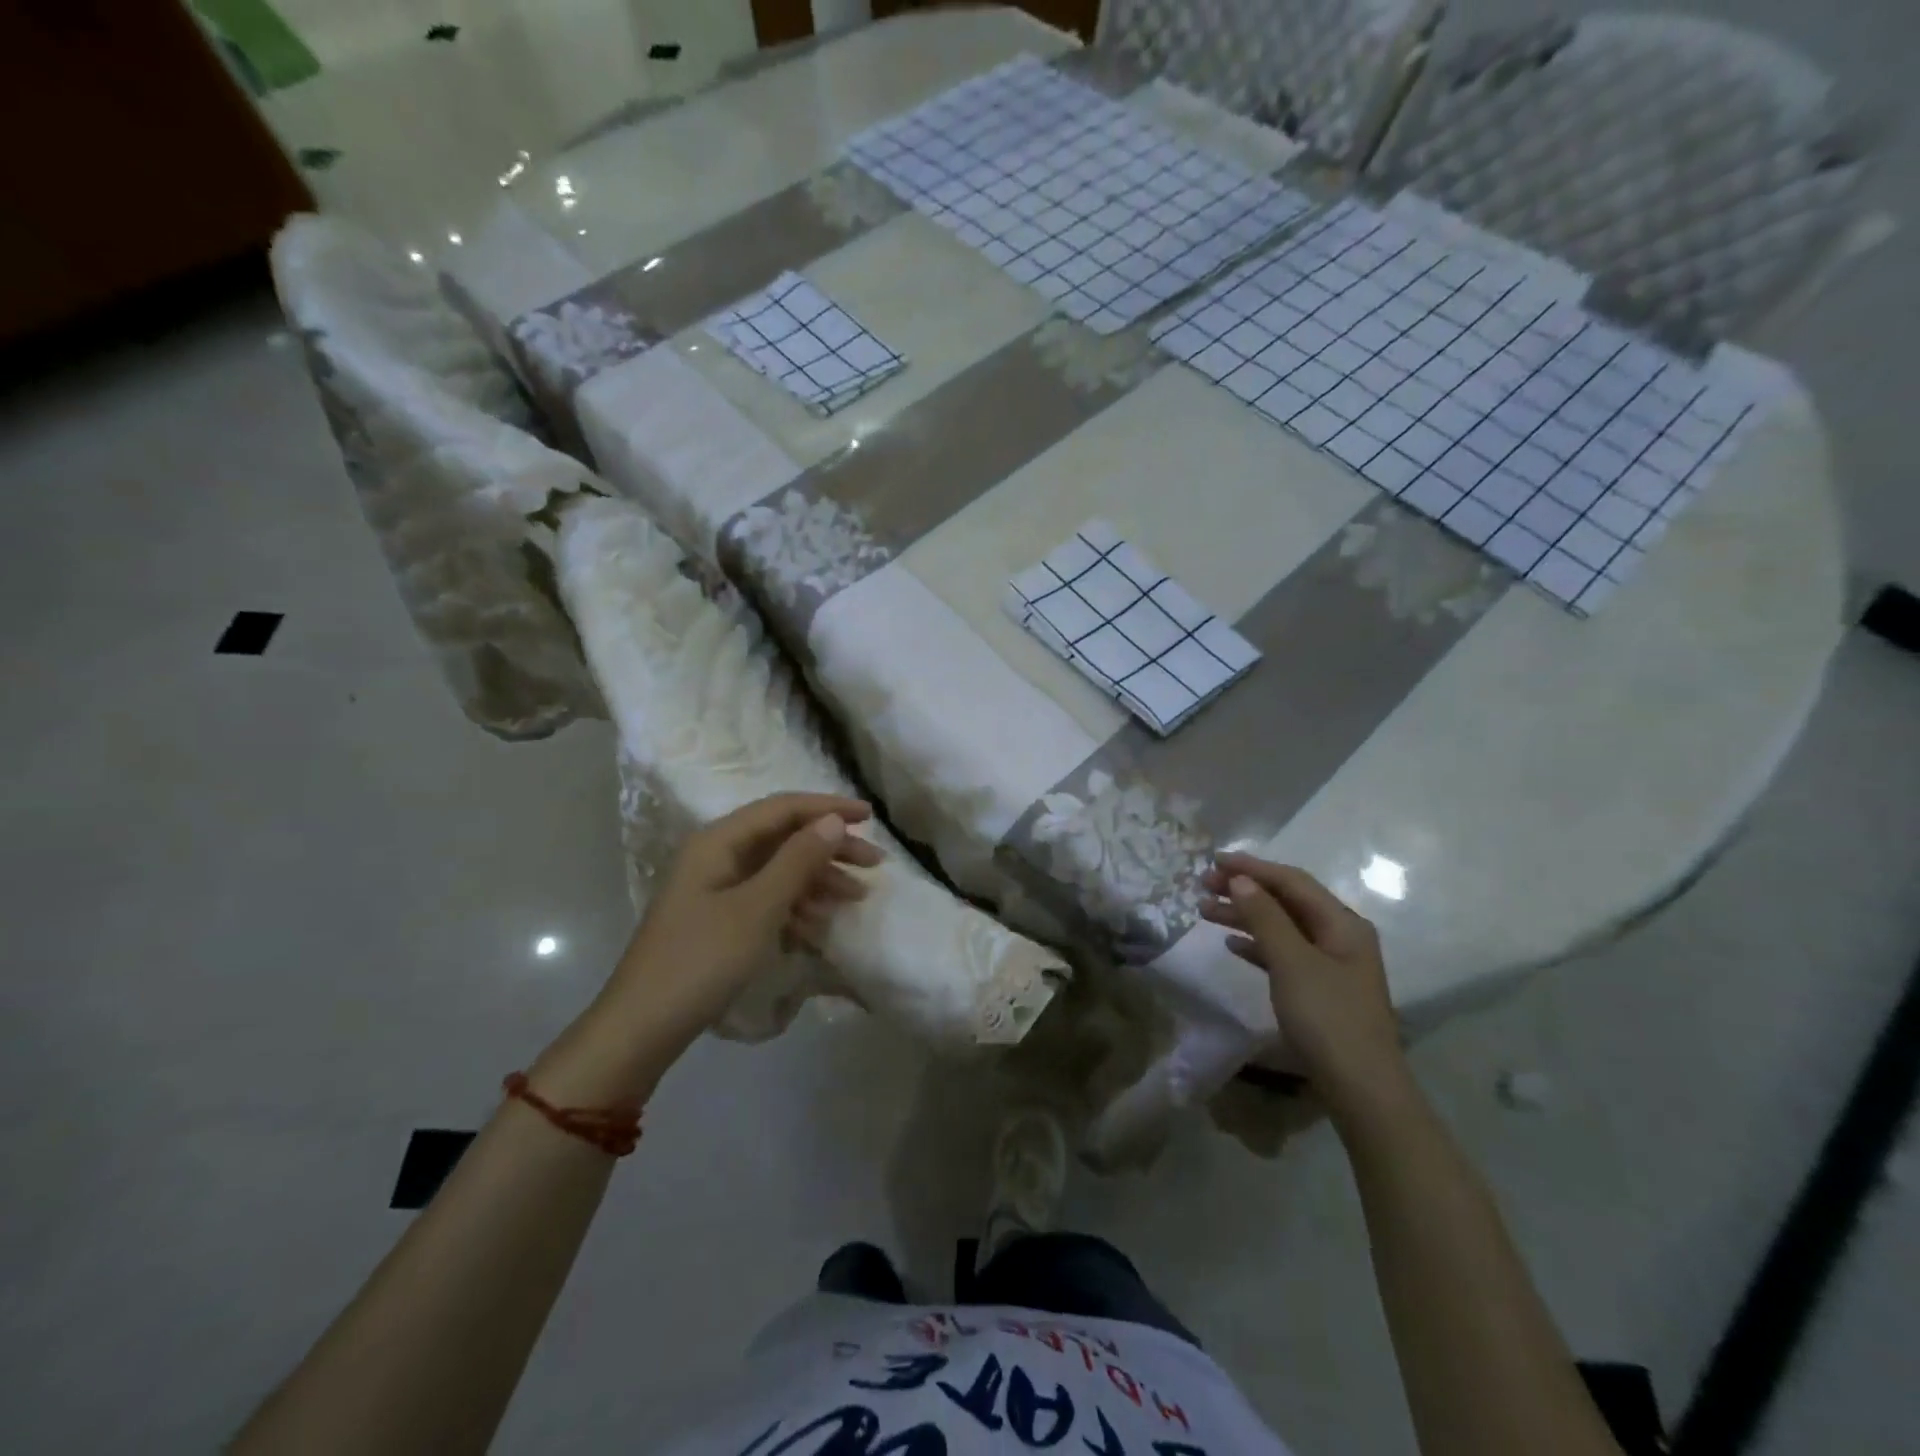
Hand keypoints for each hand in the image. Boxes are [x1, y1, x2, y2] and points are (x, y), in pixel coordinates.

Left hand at [610, 793, 884, 1036]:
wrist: (643, 1028)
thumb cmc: (701, 960)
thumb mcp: (758, 908)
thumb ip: (798, 860)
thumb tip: (833, 821)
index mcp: (719, 841)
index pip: (782, 809)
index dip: (828, 808)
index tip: (870, 816)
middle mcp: (718, 855)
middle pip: (784, 837)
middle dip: (830, 847)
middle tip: (874, 864)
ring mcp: (717, 888)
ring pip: (780, 869)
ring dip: (819, 878)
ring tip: (857, 896)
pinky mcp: (720, 918)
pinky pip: (768, 897)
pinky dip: (798, 904)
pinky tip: (821, 923)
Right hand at [1200, 853, 1407, 1117]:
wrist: (1361, 1088)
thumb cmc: (1327, 1018)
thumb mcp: (1292, 962)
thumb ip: (1265, 917)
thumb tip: (1240, 880)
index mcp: (1342, 923)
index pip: (1292, 881)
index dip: (1252, 868)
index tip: (1214, 860)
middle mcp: (1340, 936)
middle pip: (1286, 901)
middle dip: (1244, 890)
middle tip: (1202, 885)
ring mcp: (1331, 964)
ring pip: (1281, 927)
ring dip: (1245, 916)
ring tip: (1204, 912)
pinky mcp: (1319, 989)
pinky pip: (1283, 954)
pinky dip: (1257, 945)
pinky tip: (1231, 945)